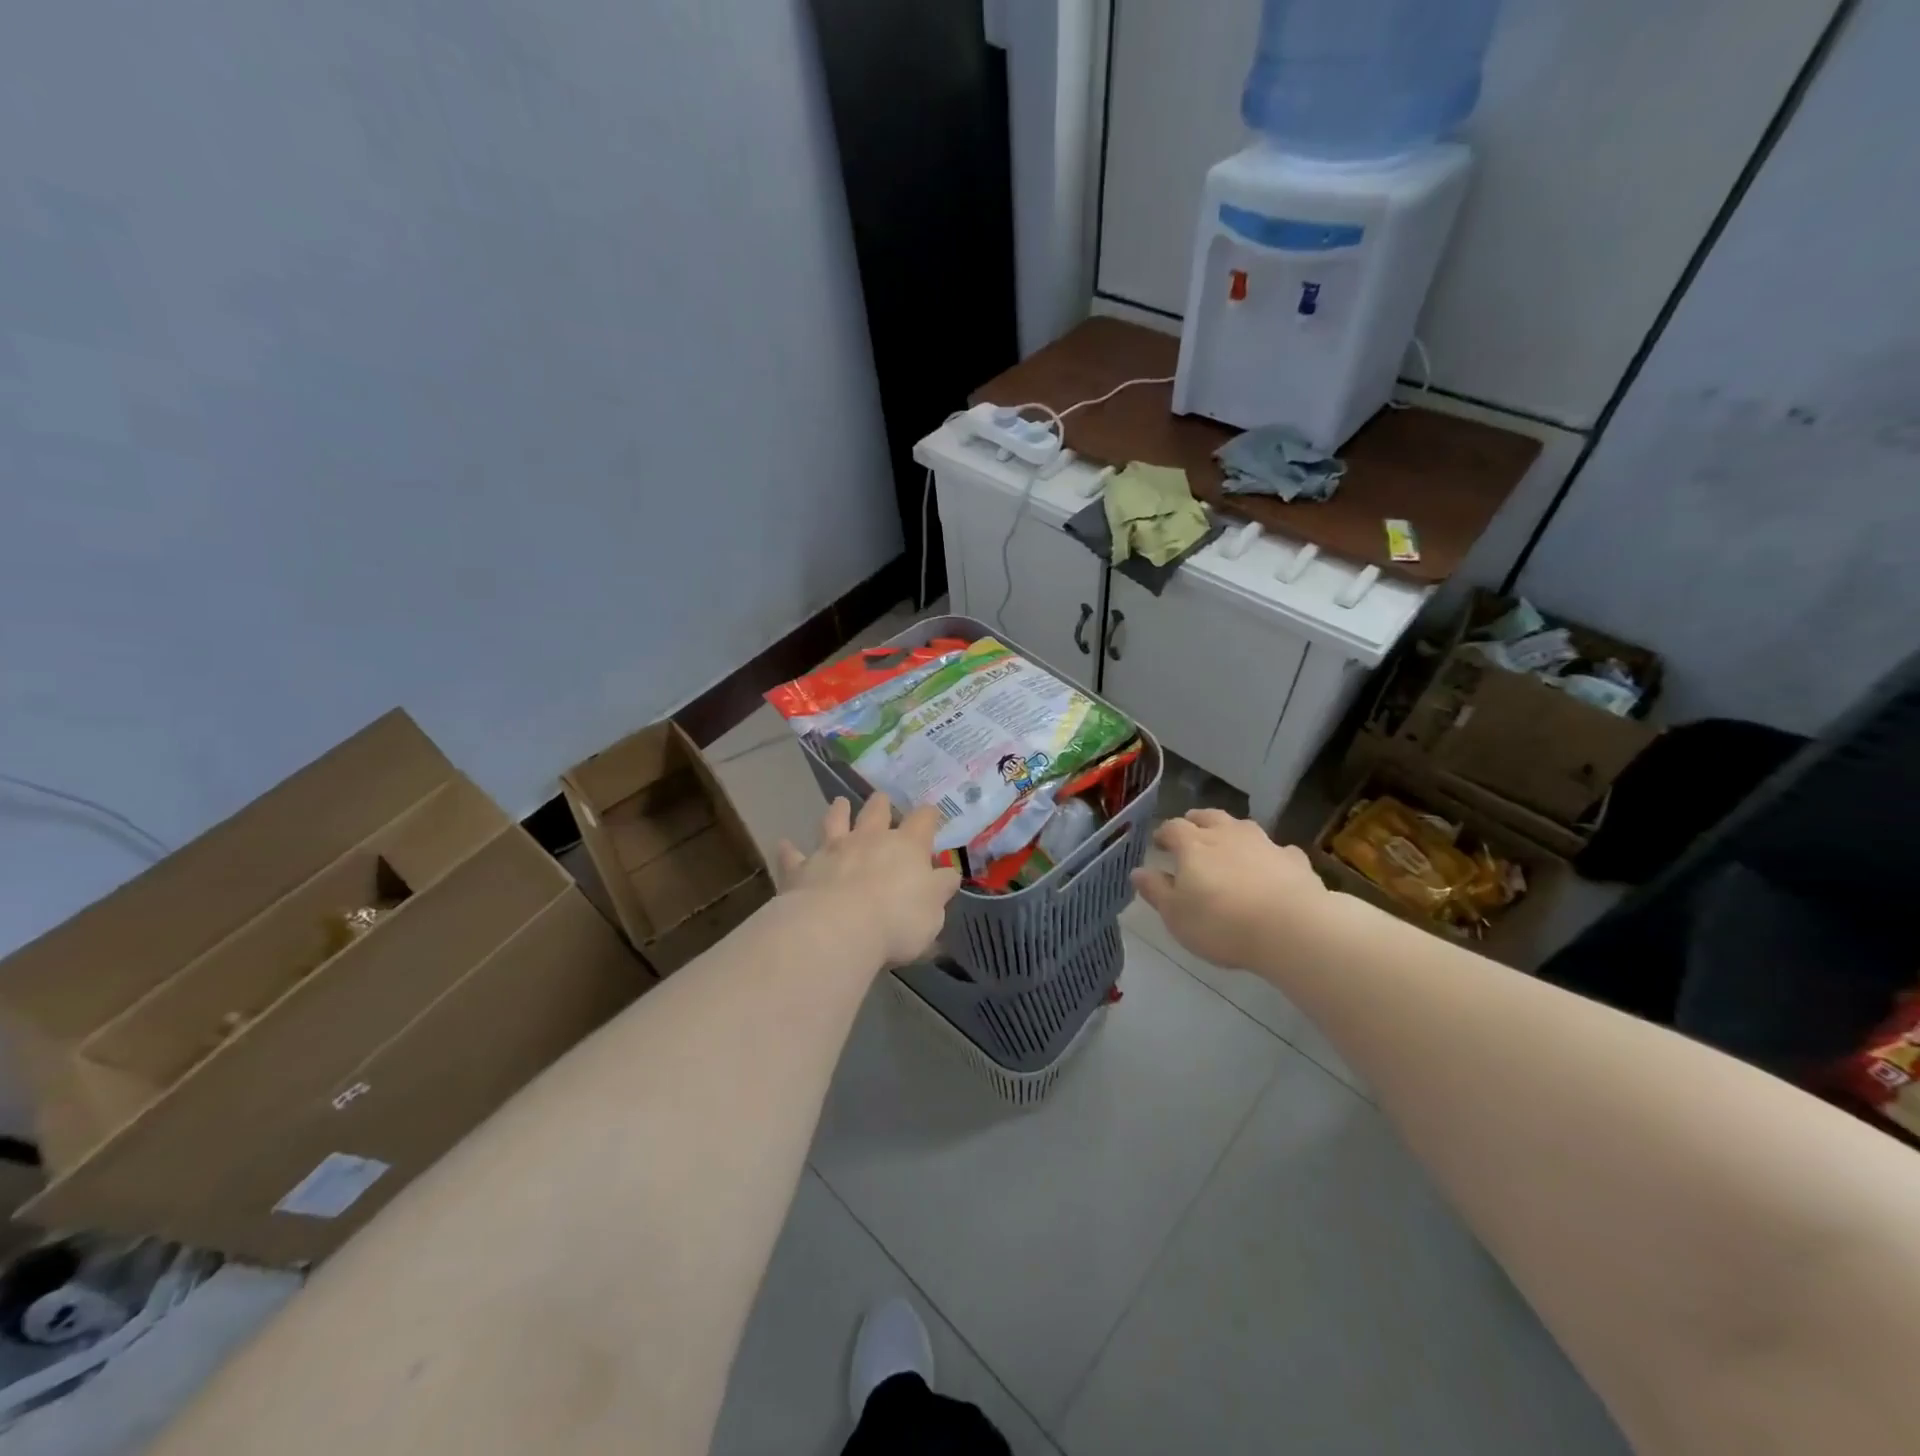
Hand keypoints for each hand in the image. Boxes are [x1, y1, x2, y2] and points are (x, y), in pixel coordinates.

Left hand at [777, 795, 961, 970]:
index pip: (922, 821)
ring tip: (840, 803)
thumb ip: (940, 889)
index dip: (928, 816)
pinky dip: (789, 850)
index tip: (930, 814)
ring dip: (838, 812)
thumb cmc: (896, 921)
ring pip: (835, 822)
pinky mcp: (802, 868)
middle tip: (881, 798)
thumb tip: (948, 873)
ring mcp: (832, 850)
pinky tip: (784, 844)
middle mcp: (869, 840)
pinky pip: (793, 855)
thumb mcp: (933, 911)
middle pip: (876, 812)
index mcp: (907, 847)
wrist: (837, 929)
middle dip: (881, 804)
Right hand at [1130, 808, 1327, 972]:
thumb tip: (1137, 871)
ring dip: (1232, 832)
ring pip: (1243, 827)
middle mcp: (1227, 835)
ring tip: (1228, 845)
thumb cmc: (1221, 923)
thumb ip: (1156, 891)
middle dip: (1196, 822)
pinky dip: (1269, 855)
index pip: (1173, 827)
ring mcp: (1264, 844)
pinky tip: (1271, 867)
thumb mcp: (1176, 915)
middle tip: (1190, 833)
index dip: (1163, 833)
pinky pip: (1277, 850)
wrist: (1291, 928)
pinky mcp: (1293, 860)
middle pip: (1208, 817)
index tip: (1159, 844)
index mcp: (1193, 845)